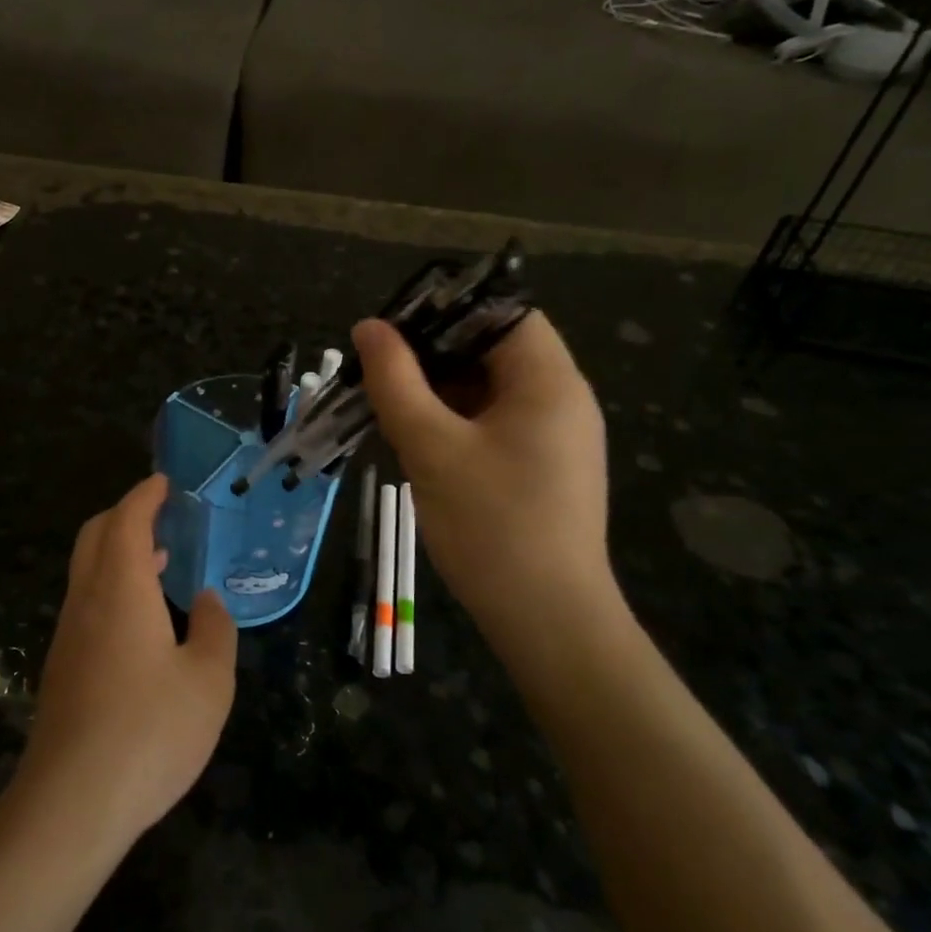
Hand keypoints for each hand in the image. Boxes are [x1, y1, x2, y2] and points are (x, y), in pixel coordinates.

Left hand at [15, 474, 237, 851]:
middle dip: (124, 515)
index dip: (144, 496)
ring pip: (86, 570)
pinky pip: (86, 602)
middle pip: (96, 536)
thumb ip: (215, 630)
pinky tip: (141, 619)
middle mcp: (87, 601)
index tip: (163, 483)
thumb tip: (208, 601)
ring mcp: (68, 635)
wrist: (72, 802)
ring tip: (159, 560)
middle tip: (160, 515)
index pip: (126, 521)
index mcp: (121, 589)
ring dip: (117, 552)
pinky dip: (111, 585)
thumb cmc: (149, 731)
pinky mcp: (62, 667)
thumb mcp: (208, 681)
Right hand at [352, 312, 618, 643]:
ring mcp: (554, 436)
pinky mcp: (542, 467)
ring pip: (488, 389)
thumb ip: (396, 382)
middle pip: (493, 349)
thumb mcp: (432, 448)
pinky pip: (494, 423)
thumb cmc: (491, 526)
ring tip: (386, 405)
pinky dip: (455, 421)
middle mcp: (561, 399)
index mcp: (549, 381)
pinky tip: (416, 439)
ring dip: (438, 391)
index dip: (446, 311)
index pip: (502, 312)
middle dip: (432, 354)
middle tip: (377, 370)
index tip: (393, 331)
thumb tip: (369, 328)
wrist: (547, 620)